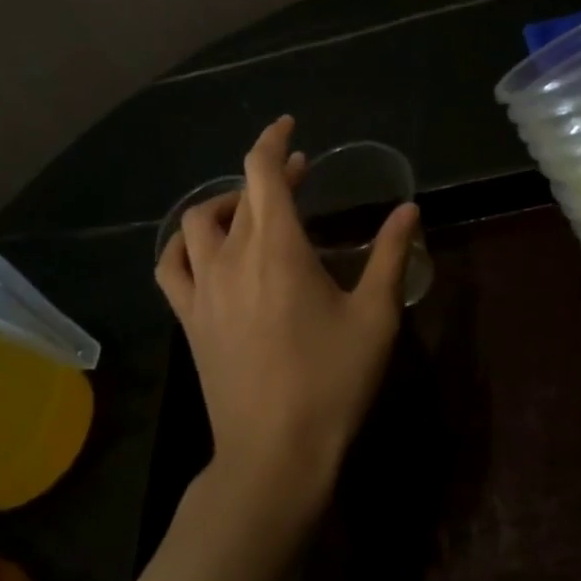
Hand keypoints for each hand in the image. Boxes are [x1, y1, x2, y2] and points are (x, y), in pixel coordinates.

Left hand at [155, 116, 420, 521]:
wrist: (274, 454)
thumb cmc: (331, 382)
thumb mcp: (374, 315)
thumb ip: (390, 254)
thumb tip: (408, 209)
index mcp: (277, 247)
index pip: (262, 171)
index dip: (272, 140)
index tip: (289, 126)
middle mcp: (231, 257)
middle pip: (239, 194)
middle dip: (268, 174)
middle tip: (299, 176)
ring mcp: (202, 289)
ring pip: (197, 222)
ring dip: (224, 203)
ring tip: (251, 210)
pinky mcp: (188, 319)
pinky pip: (171, 266)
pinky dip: (184, 245)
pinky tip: (205, 251)